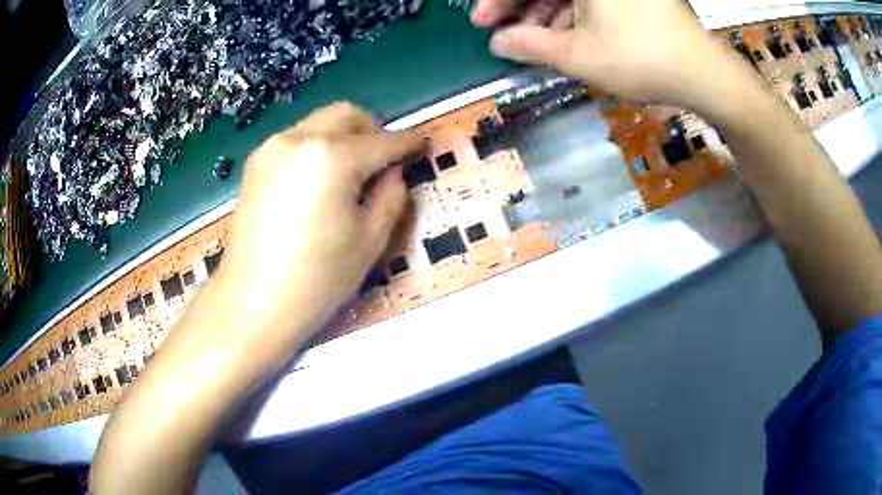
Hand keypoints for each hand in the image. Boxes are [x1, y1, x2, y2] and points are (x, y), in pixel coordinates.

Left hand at [221, 102, 422, 342]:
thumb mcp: (370, 241)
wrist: (253, 302)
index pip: (382, 141)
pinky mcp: (255, 164)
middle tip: (384, 158)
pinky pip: (296, 140)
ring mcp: (272, 148)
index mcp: (332, 157)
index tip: (423, 141)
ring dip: (343, 136)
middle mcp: (299, 139)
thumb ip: (391, 195)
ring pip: (319, 123)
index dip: (408, 141)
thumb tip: (393, 172)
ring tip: (350, 172)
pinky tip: (318, 181)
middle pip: (346, 114)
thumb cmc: (318, 279)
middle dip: (373, 128)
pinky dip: (317, 147)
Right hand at [472, 0, 732, 107]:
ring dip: (547, 15)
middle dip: (521, 8)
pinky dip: (574, 16)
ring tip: (535, 43)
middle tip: (505, 34)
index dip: (498, 1)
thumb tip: (499, 43)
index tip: (482, 24)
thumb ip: (531, 44)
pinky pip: (593, 0)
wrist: (704, 74)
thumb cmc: (641, 58)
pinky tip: (565, 37)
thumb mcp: (579, 55)